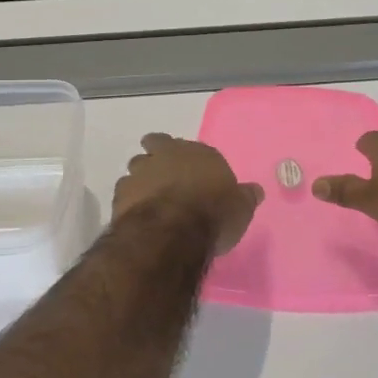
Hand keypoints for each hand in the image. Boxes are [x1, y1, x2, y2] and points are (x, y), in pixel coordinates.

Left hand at [111, 133, 263, 253]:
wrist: (173, 231)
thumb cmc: (213, 214)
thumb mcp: (240, 209)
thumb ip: (245, 197)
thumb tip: (256, 191)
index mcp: (197, 153)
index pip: (186, 146)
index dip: (184, 156)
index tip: (185, 168)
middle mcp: (166, 155)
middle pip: (155, 146)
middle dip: (156, 156)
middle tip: (161, 175)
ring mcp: (141, 172)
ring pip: (136, 168)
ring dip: (140, 179)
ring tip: (147, 199)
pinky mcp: (122, 194)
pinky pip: (124, 193)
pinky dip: (129, 201)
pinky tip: (135, 215)